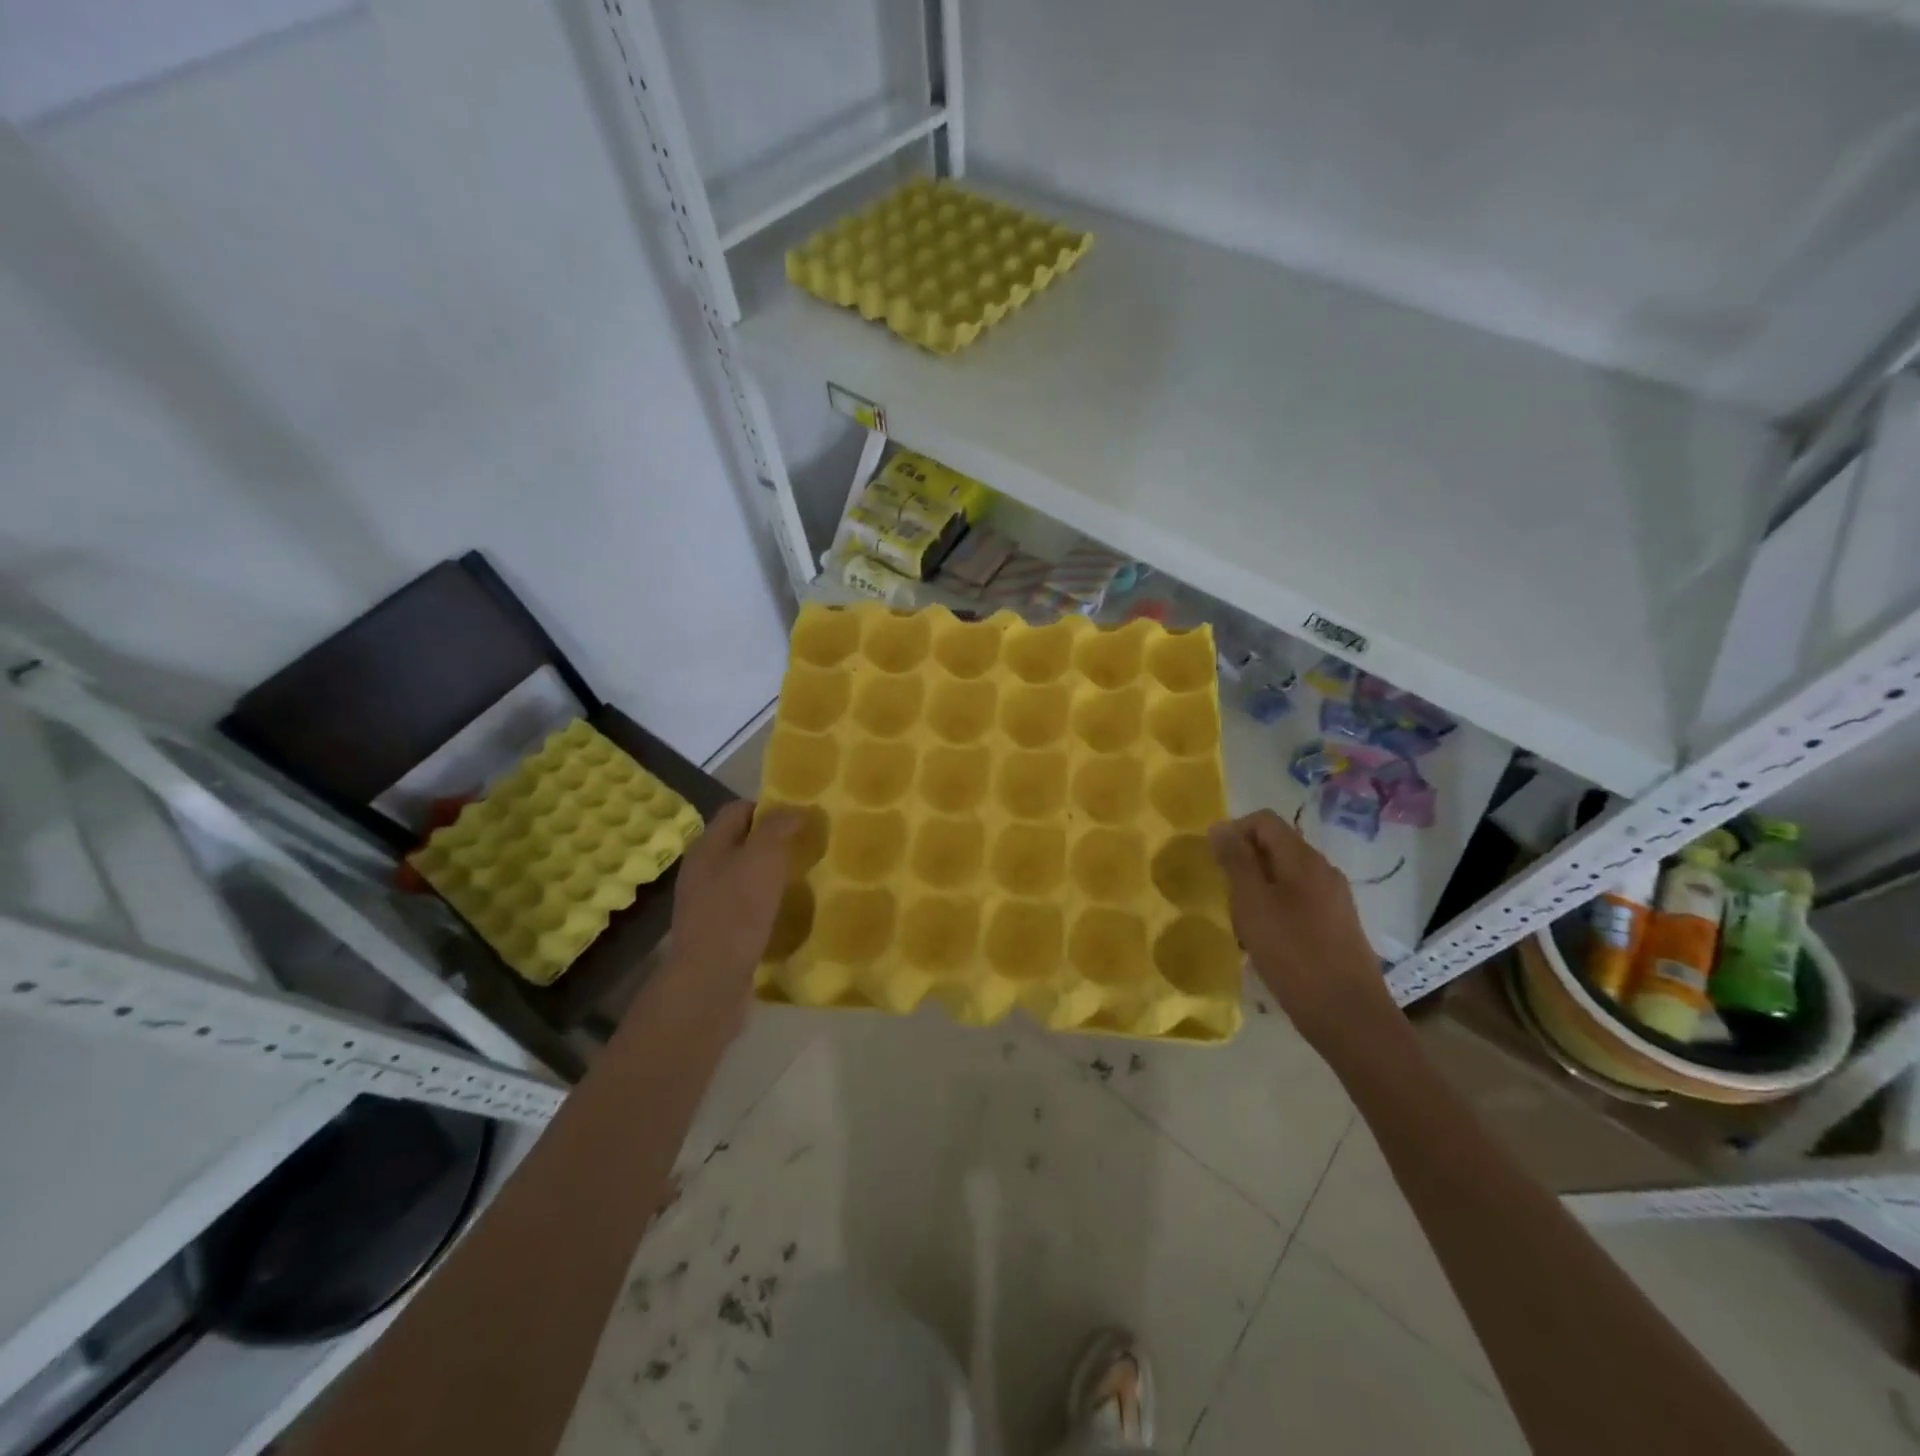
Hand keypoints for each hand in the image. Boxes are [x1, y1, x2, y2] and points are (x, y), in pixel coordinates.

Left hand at [664, 800, 800, 1021]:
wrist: (711, 981)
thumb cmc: (736, 912)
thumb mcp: (762, 859)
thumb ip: (778, 827)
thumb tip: (795, 809)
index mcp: (708, 846)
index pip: (738, 809)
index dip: (769, 807)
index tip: (801, 818)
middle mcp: (703, 870)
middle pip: (742, 842)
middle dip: (774, 841)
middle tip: (808, 847)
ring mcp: (707, 902)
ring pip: (745, 875)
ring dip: (772, 875)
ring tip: (804, 879)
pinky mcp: (718, 931)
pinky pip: (746, 906)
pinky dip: (767, 904)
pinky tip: (787, 913)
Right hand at [1208, 810, 1396, 1053]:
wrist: (1348, 1016)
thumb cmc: (1293, 954)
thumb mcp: (1252, 904)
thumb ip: (1235, 861)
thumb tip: (1220, 827)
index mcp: (1303, 859)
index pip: (1264, 820)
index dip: (1233, 831)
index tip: (1214, 864)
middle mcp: (1323, 870)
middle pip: (1275, 846)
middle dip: (1243, 863)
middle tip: (1224, 896)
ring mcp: (1334, 898)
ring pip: (1284, 876)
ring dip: (1256, 889)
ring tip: (1240, 923)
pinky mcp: (1336, 925)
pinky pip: (1297, 901)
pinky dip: (1274, 910)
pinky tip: (1264, 941)